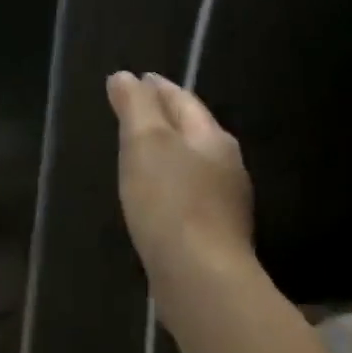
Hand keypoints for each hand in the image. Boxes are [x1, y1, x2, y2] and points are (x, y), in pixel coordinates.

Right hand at [106, 71, 254, 303]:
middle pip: (193, 131)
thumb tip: (125, 76)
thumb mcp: (146, 144)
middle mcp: (226, 165)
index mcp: (212, 138)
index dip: (158, 88)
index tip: (138, 78)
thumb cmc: (170, 202)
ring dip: (168, 154)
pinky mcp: (212, 234)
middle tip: (136, 111)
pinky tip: (155, 197)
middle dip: (166, 118)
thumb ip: (135, 107)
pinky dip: (169, 186)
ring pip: (192, 165)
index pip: (183, 101)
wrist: (199, 276)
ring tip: (140, 152)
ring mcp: (224, 203)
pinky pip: (188, 196)